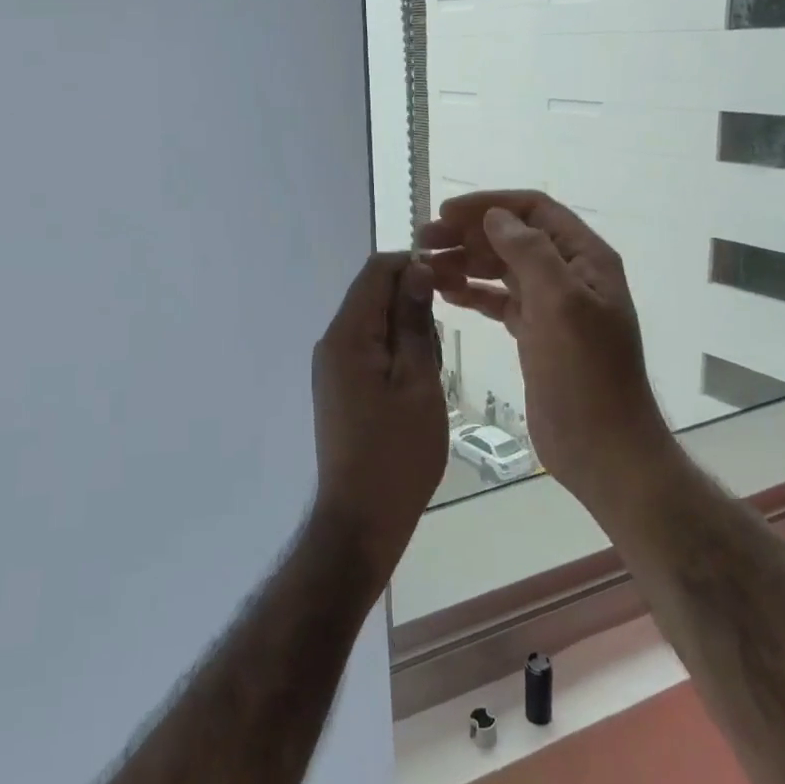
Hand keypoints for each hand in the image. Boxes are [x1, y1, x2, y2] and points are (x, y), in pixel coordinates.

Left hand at [311, 253, 448, 583]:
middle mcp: (331, 343)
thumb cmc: (398, 451)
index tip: (453, 278)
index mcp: (347, 335)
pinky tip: (418, 382)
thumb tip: (416, 270)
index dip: (414, 264)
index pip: (376, 271)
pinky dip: (395, 352)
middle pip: (372, 295)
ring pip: (373, 323)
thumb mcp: (418, 381)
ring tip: (434, 367)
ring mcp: (332, 367)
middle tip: (450, 331)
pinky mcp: (339, 387)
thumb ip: (413, 322)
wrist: (362, 518)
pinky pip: (368, 350)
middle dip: (412, 298)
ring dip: (406, 329)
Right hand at [422, 191, 673, 519]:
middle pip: (514, 238)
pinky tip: (445, 295)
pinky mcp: (536, 336)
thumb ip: (529, 254)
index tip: (445, 213)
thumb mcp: (561, 305)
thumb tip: (495, 217)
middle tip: (424, 242)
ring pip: (503, 270)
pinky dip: (473, 294)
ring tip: (426, 269)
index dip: (490, 205)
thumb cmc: (585, 374)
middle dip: (470, 234)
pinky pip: (500, 302)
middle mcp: (569, 275)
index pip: (534, 211)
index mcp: (585, 259)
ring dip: (466, 263)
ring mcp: (553, 307)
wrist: (603, 447)